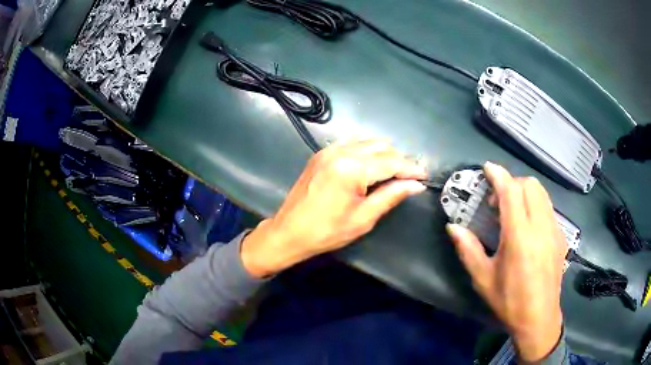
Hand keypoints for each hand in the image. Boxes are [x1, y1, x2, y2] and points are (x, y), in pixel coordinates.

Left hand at [241, 139, 427, 278]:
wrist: (289, 231)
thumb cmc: (326, 231)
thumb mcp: (363, 218)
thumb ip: (391, 196)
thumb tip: (415, 185)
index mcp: (352, 168)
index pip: (391, 162)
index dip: (411, 168)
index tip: (424, 176)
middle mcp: (341, 152)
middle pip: (381, 147)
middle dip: (399, 160)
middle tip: (409, 177)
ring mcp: (329, 150)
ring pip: (367, 142)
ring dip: (384, 154)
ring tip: (393, 173)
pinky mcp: (321, 153)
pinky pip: (352, 144)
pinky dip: (367, 151)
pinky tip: (371, 166)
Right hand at [446, 162, 567, 361]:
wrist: (539, 317)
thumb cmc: (509, 301)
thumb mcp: (483, 279)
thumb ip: (468, 249)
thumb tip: (452, 227)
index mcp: (519, 237)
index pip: (511, 192)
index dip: (498, 175)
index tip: (487, 168)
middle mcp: (540, 227)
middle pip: (530, 185)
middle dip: (512, 183)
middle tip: (497, 201)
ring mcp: (554, 230)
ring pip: (542, 193)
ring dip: (525, 192)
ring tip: (512, 211)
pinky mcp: (561, 236)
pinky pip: (548, 208)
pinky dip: (535, 205)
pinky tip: (528, 226)